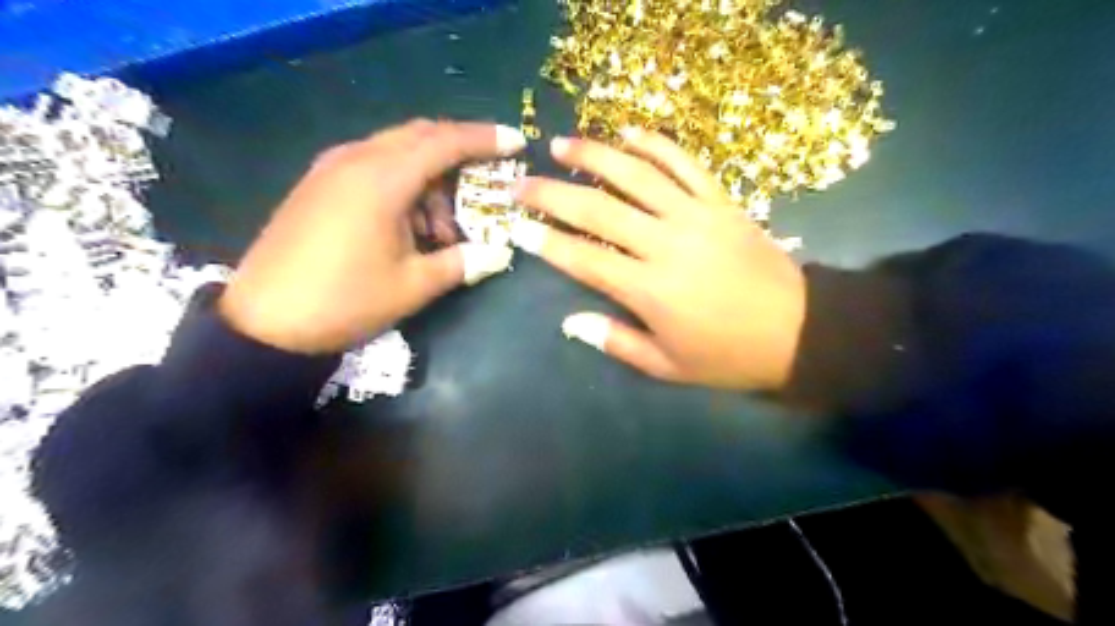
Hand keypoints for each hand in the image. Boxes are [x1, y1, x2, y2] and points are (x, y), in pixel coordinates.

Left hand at [222, 116, 527, 351]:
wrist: (264, 323)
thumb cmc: (345, 301)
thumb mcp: (413, 286)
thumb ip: (462, 263)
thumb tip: (499, 254)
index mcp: (382, 180)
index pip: (444, 142)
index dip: (485, 139)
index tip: (516, 142)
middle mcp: (355, 160)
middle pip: (420, 136)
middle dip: (459, 153)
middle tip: (487, 178)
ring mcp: (331, 169)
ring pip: (396, 152)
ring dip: (430, 178)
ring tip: (442, 229)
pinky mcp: (318, 185)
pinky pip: (372, 166)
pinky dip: (402, 183)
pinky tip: (408, 223)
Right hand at [508, 127, 807, 388]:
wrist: (800, 330)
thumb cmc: (728, 355)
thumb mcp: (668, 366)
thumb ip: (616, 342)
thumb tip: (570, 322)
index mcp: (649, 290)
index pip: (584, 258)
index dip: (547, 241)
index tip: (518, 226)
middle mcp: (666, 244)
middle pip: (599, 209)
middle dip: (553, 194)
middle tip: (522, 182)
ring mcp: (695, 215)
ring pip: (637, 174)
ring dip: (595, 155)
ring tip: (562, 144)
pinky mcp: (721, 201)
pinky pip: (684, 163)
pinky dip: (655, 143)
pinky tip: (628, 132)